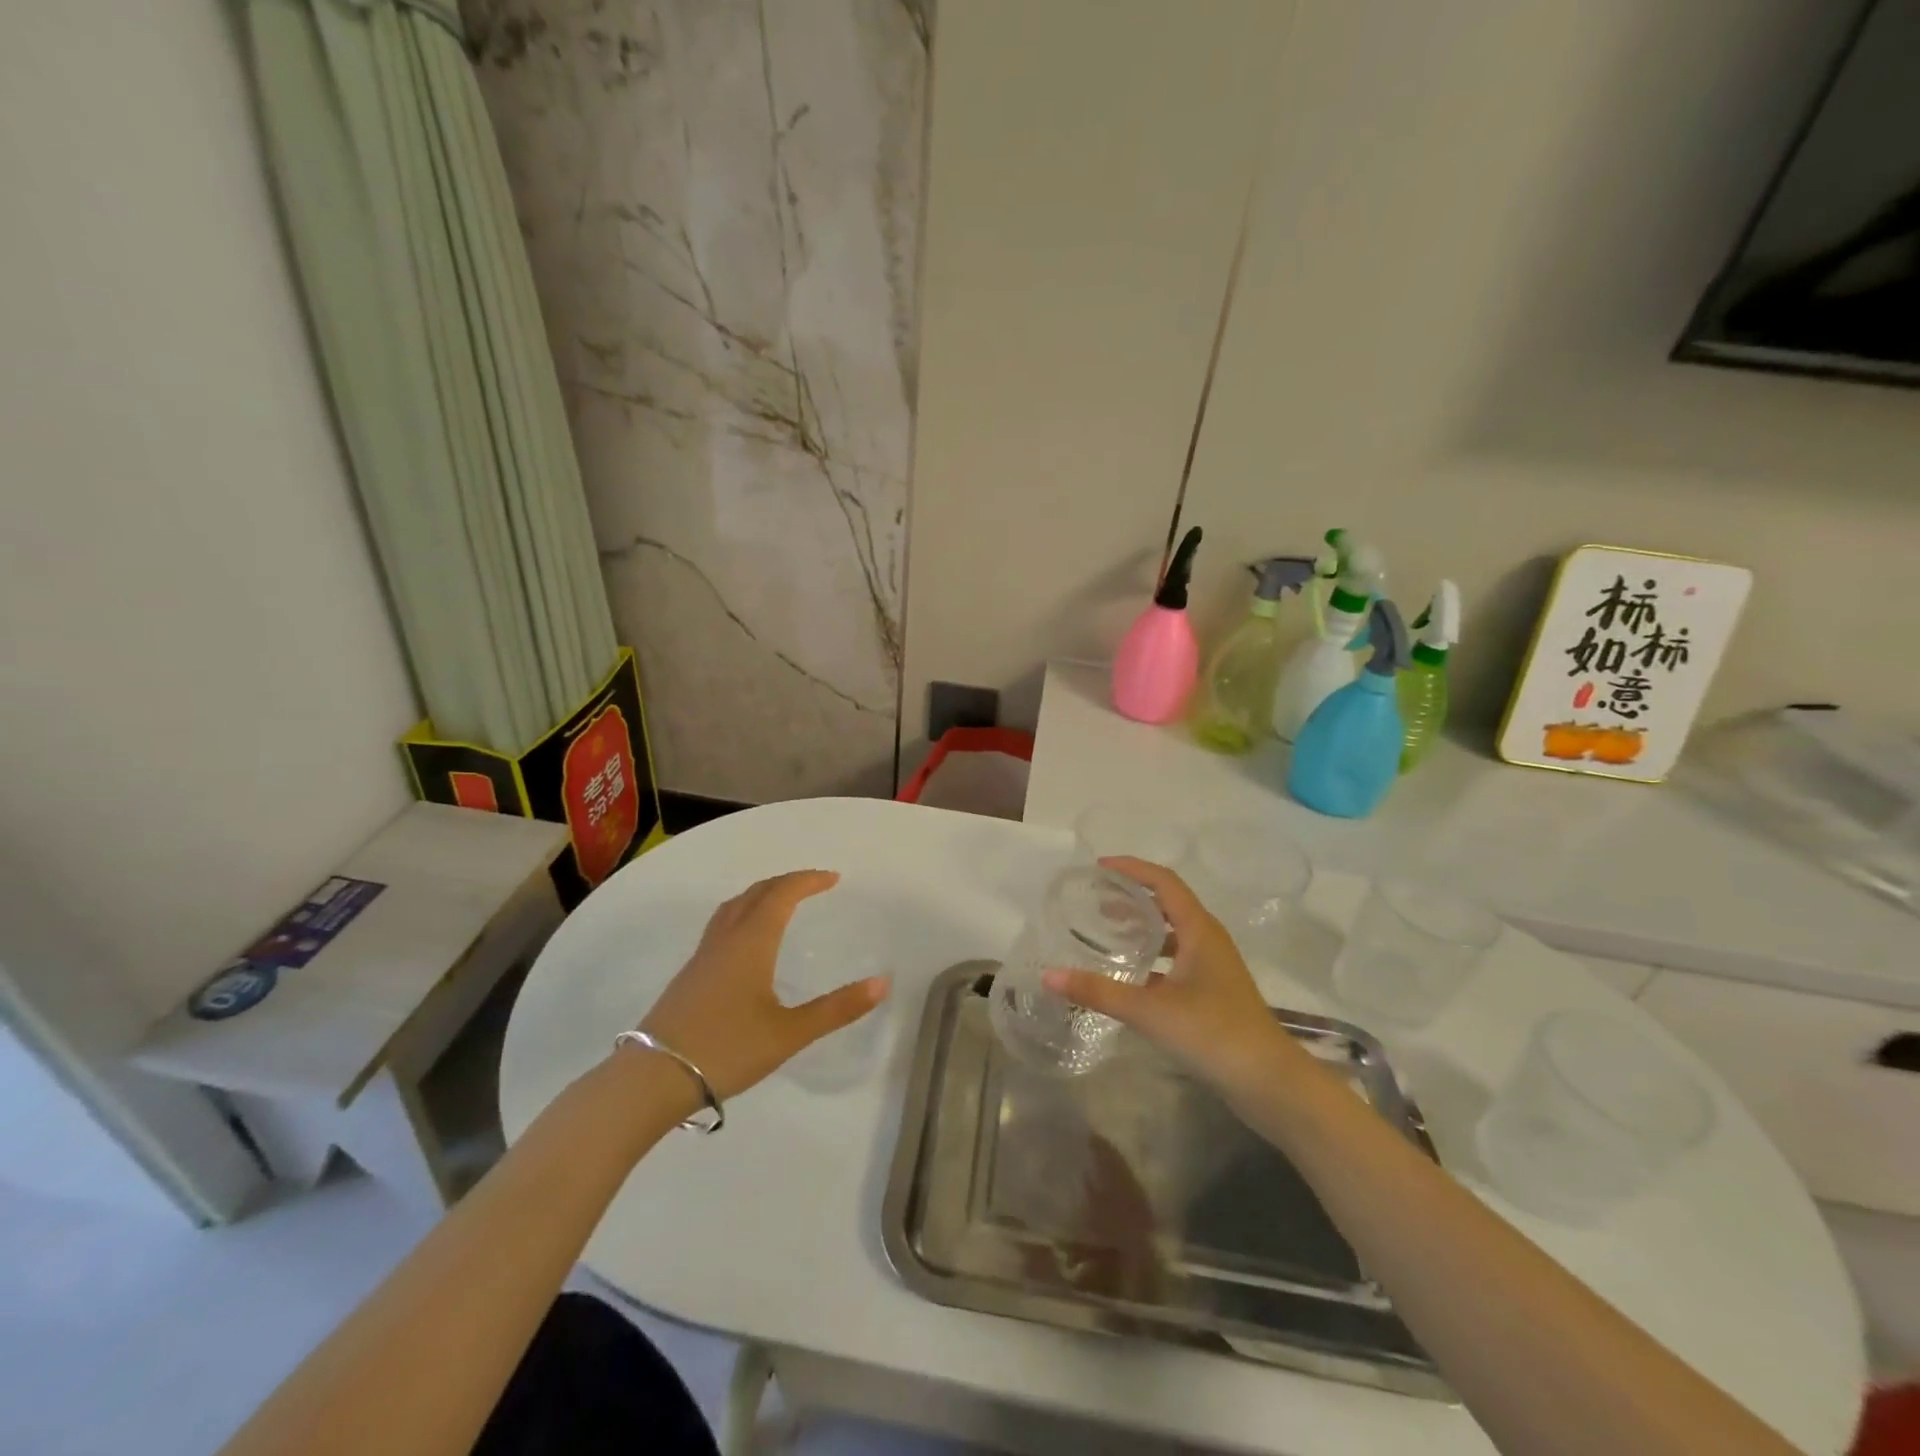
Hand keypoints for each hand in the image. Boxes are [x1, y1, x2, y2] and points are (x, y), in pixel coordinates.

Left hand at [637, 870, 888, 1099]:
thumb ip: (837, 1008)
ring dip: (761, 895)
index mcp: (752, 942)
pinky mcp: (689, 975)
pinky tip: (747, 942)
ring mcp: (702, 956)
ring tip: (780, 902)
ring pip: (733, 907)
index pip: (782, 894)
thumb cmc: (726, 1049)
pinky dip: (744, 914)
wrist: (652, 1078)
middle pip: (756, 893)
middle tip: (813, 884)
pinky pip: (721, 925)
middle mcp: (725, 939)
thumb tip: (882, 983)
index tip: (833, 878)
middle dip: (786, 882)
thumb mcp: (789, 1033)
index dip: (808, 880)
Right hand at [1042, 857, 1307, 1101]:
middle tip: (1094, 899)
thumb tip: (1048, 976)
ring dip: (1142, 927)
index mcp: (1200, 930)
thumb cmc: (1214, 1034)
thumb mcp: (1150, 1011)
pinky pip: (1177, 960)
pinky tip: (1130, 976)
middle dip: (1132, 896)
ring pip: (1173, 933)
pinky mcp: (1214, 992)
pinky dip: (1152, 957)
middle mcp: (1209, 940)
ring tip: (1107, 932)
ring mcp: (1214, 967)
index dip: (1132, 869)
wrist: (1270, 1084)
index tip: (1098, 867)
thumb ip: (1099, 992)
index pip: (1163, 882)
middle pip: (1168, 903)